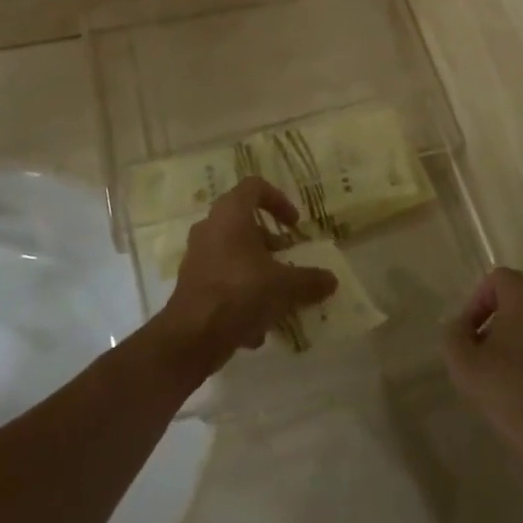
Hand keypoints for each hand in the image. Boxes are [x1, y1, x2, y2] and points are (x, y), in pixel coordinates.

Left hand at [154, 176, 338, 375]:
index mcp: (231, 214)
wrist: (191, 336)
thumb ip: (310, 280)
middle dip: (270, 241)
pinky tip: (257, 327)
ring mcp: (197, 256)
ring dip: (257, 270)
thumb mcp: (285, 286)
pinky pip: (223, 280)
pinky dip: (241, 295)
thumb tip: (331, 280)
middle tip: (288, 258)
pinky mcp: (191, 283)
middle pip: (244, 222)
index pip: (254, 186)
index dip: (278, 199)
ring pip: (234, 254)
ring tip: (278, 295)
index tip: (294, 224)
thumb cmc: (240, 293)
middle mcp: (210, 227)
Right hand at [444, 268, 522, 468]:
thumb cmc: (509, 392)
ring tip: (505, 373)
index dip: (476, 302)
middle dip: (498, 319)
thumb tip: (461, 326)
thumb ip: (454, 333)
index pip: (496, 279)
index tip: (469, 335)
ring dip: (520, 338)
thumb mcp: (462, 363)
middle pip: (519, 298)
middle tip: (483, 352)